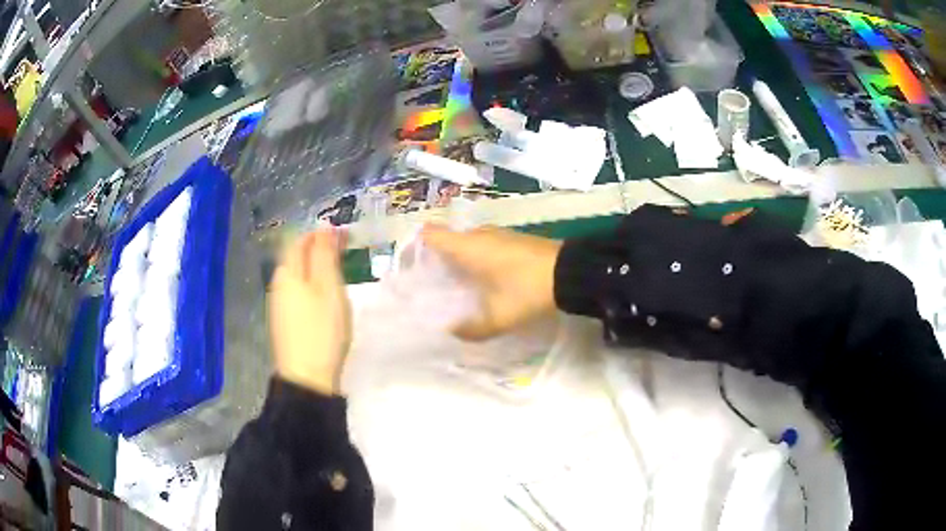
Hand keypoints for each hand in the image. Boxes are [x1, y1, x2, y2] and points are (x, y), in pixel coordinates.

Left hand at [268, 229, 350, 394]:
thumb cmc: (321, 329)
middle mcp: (278, 284)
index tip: (346, 235)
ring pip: (297, 276)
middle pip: (297, 257)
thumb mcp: (328, 287)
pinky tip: (325, 299)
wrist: (307, 378)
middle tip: (346, 253)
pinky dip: (312, 287)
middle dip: (319, 250)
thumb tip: (324, 226)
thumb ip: (325, 255)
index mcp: (288, 272)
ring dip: (316, 269)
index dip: (322, 233)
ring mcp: (279, 305)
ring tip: (339, 274)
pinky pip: (298, 293)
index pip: (301, 240)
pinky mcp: (284, 322)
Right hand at [421, 224, 561, 340]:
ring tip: (454, 287)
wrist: (572, 272)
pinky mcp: (514, 240)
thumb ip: (472, 329)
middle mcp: (479, 235)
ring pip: (467, 244)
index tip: (410, 268)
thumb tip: (454, 332)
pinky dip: (477, 260)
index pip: (430, 234)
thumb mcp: (499, 317)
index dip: (416, 246)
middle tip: (430, 285)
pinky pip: (484, 247)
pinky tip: (482, 282)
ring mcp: (498, 235)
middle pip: (447, 240)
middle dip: (437, 260)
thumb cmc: (527, 290)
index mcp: (467, 246)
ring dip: (459, 261)